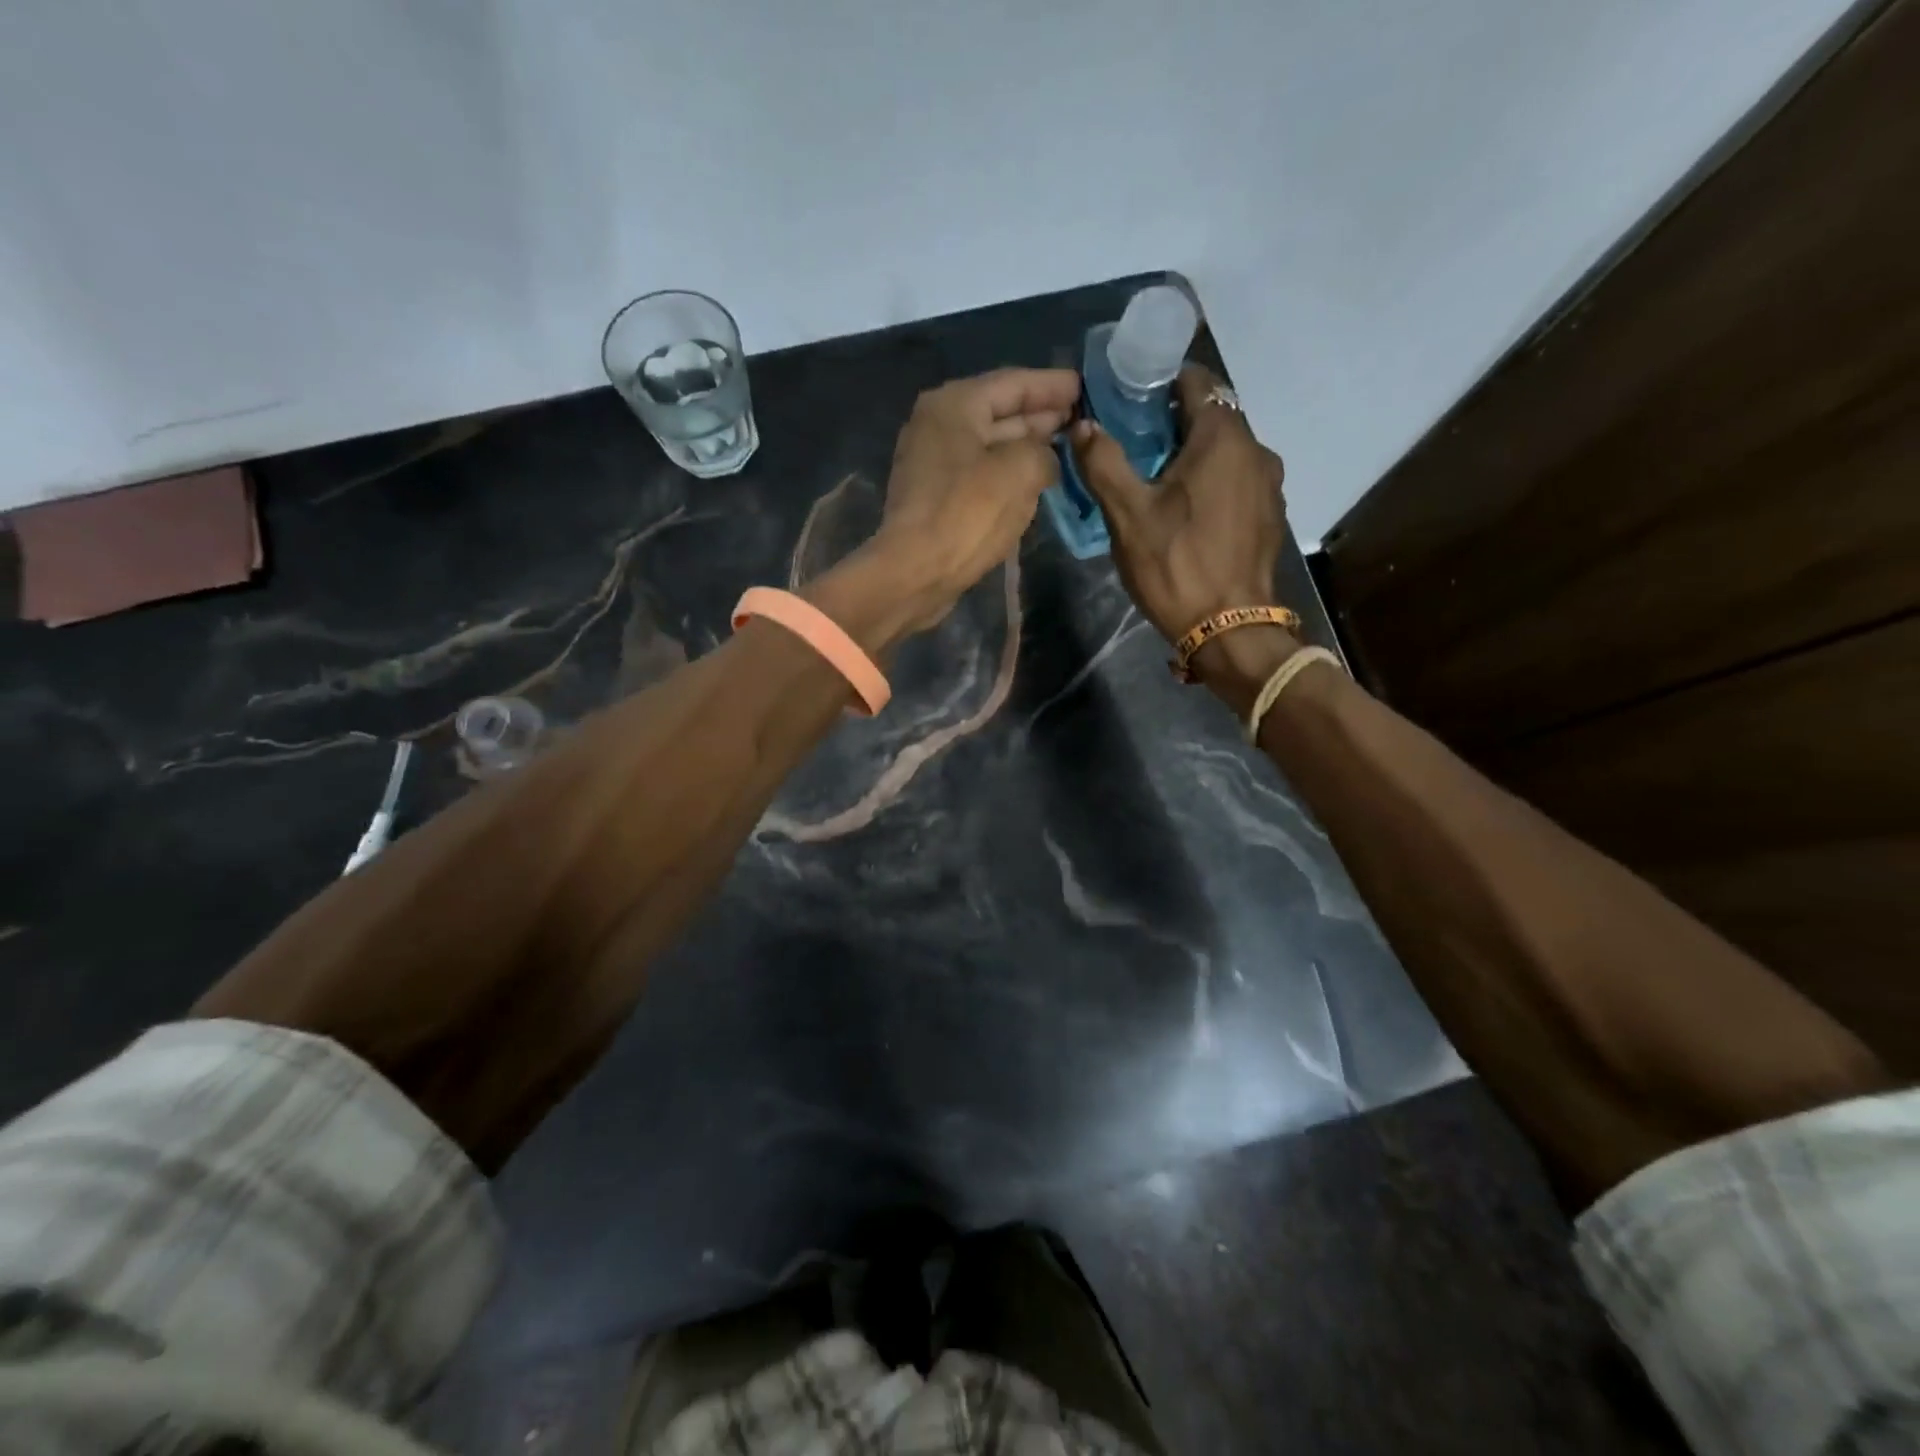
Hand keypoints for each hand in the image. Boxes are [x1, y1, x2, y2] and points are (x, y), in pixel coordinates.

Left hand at [870, 367, 1080, 627]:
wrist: (916, 572)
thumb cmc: (968, 513)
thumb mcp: (1021, 470)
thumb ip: (1044, 450)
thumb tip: (1046, 458)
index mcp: (954, 404)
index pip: (1014, 383)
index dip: (1053, 385)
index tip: (1084, 388)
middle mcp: (938, 424)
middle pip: (999, 411)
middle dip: (1040, 414)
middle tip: (1079, 417)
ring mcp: (932, 462)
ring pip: (990, 444)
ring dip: (1026, 445)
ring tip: (1065, 446)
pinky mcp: (935, 496)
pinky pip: (980, 472)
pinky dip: (1008, 472)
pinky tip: (1035, 479)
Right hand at [1067, 364, 1287, 643]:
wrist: (1230, 628)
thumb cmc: (1176, 564)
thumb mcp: (1128, 514)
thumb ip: (1103, 463)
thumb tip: (1082, 425)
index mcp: (1223, 437)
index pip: (1195, 382)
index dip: (1159, 386)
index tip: (1129, 404)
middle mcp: (1256, 449)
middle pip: (1212, 417)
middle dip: (1174, 424)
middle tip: (1135, 448)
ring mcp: (1269, 484)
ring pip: (1226, 452)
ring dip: (1195, 457)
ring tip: (1159, 483)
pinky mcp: (1270, 515)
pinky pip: (1238, 481)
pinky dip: (1213, 483)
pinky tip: (1189, 513)